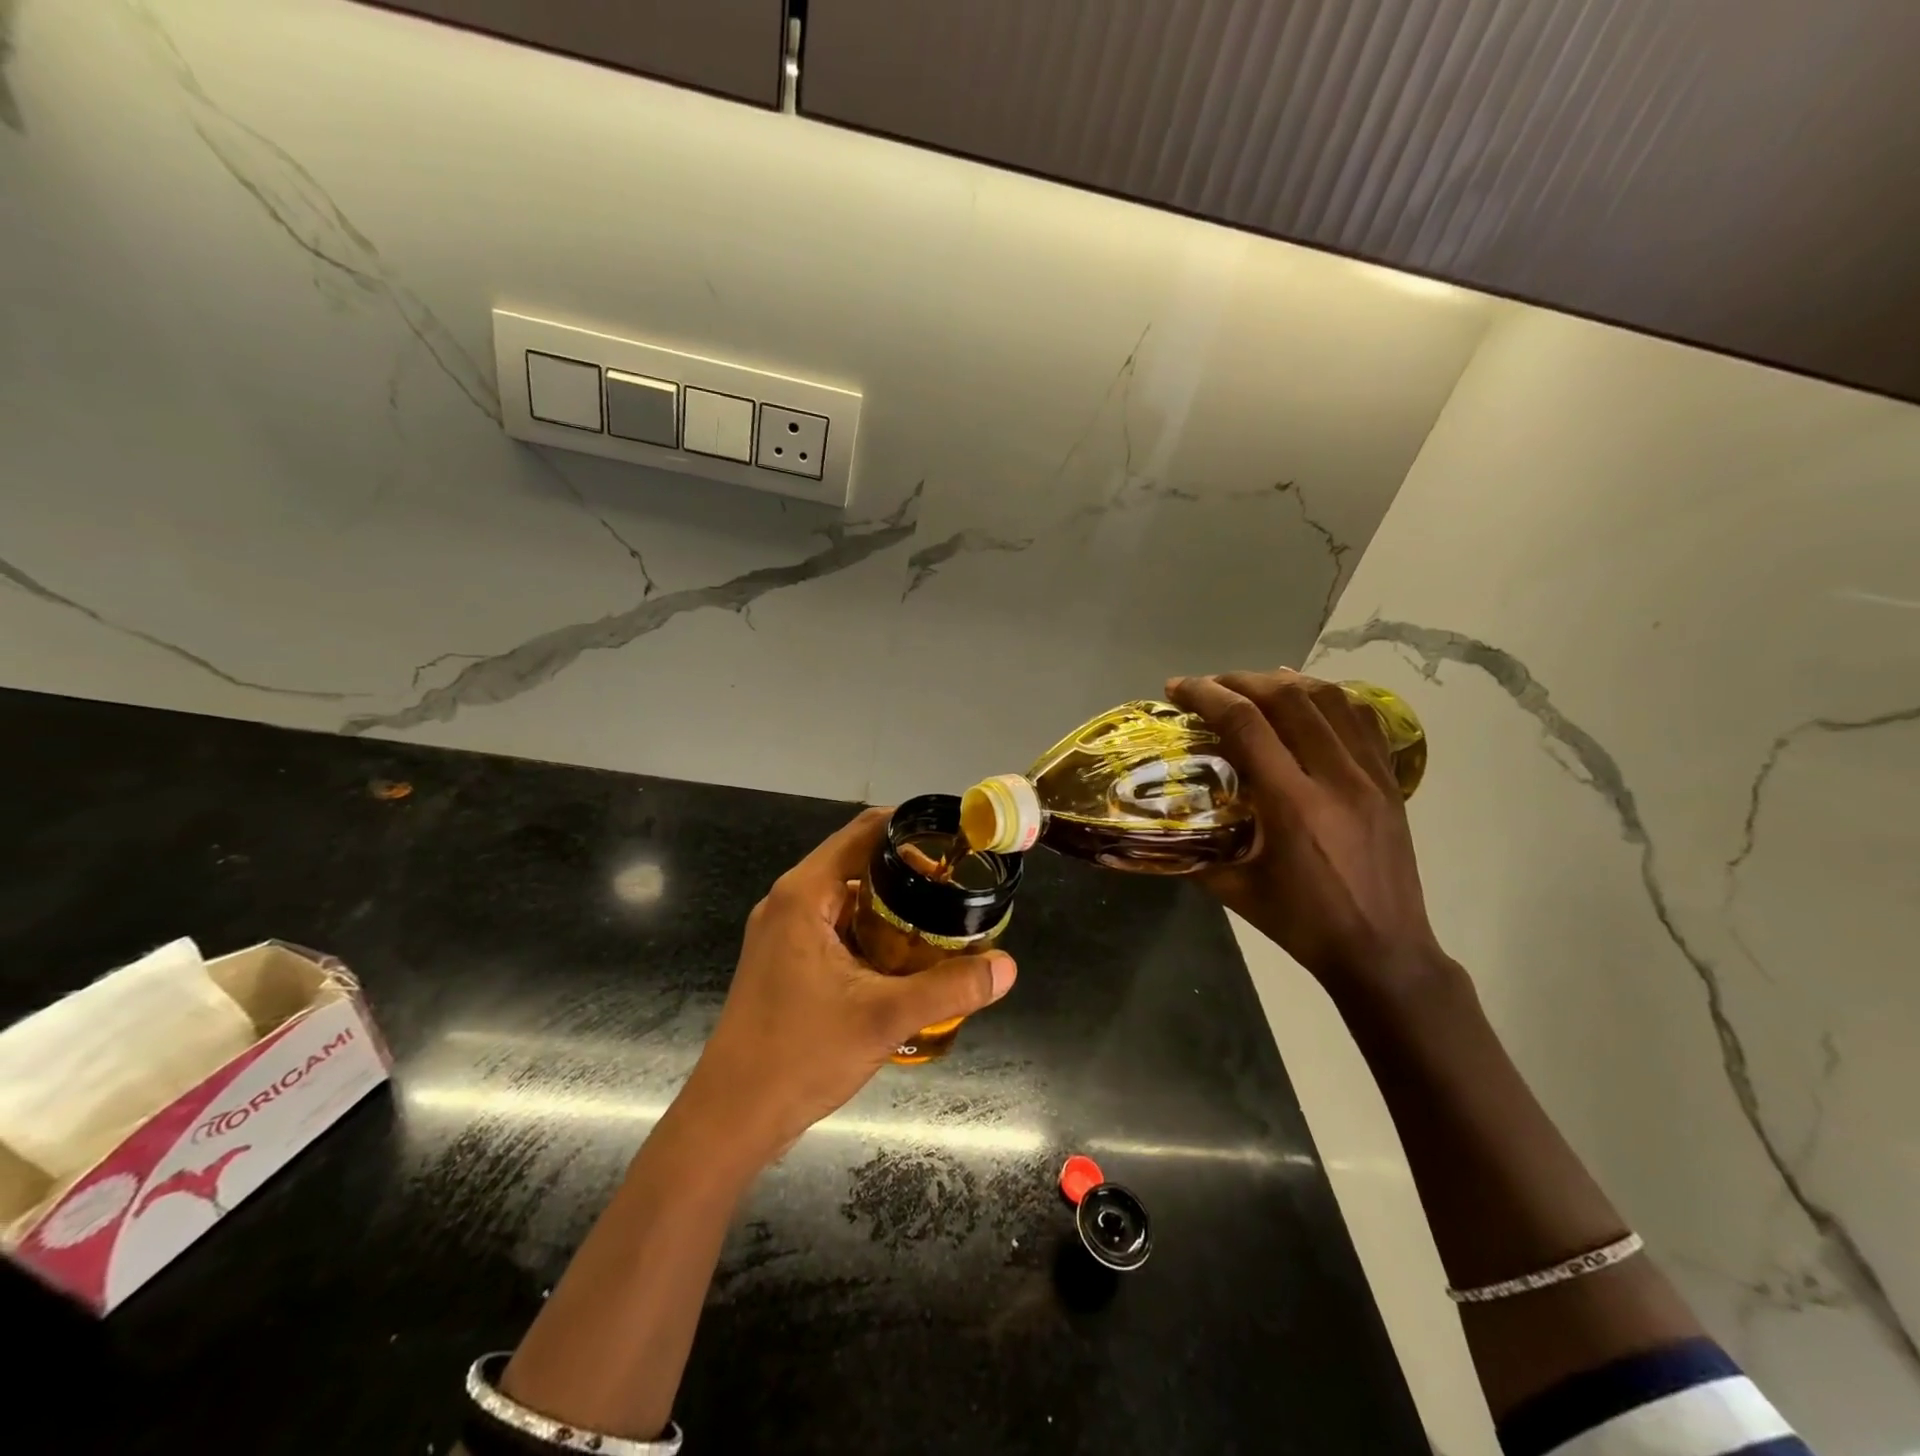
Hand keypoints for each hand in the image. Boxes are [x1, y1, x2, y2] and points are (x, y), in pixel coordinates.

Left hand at [679, 808, 1016, 1166]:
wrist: (731, 1118)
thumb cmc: (799, 1056)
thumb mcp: (884, 1018)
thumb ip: (949, 987)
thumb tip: (1008, 966)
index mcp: (804, 894)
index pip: (864, 832)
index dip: (912, 829)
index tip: (956, 842)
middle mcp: (790, 901)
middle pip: (858, 861)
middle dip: (909, 871)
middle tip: (958, 889)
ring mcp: (784, 932)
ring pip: (848, 897)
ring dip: (892, 904)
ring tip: (942, 919)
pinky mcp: (786, 960)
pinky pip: (837, 926)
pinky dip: (872, 930)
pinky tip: (905, 958)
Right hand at [1167, 669, 1446, 1001]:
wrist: (1383, 952)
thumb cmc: (1303, 924)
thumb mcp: (1235, 891)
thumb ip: (1194, 851)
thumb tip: (1155, 824)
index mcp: (1293, 805)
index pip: (1246, 724)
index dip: (1206, 696)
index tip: (1178, 688)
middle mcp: (1335, 778)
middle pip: (1288, 699)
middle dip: (1240, 680)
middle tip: (1209, 686)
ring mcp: (1370, 776)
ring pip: (1330, 700)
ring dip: (1285, 682)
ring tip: (1252, 684)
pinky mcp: (1391, 782)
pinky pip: (1363, 720)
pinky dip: (1330, 698)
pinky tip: (1309, 698)